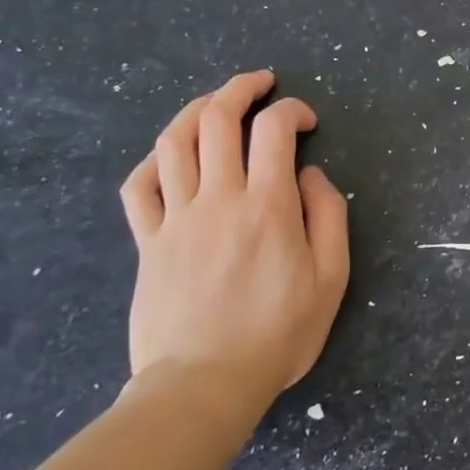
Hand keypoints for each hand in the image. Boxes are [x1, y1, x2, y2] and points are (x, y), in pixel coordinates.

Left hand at [119, 70, 349, 409]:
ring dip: (197, 110)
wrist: (203, 386)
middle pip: (218, 119)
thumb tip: (311, 175)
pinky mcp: (148, 242)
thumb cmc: (277, 335)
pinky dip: (154, 161)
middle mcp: (218, 198)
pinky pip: (138, 187)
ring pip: (174, 141)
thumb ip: (328, 217)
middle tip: (261, 83)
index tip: (306, 122)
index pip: (274, 130)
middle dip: (241, 89)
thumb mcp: (331, 279)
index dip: (292, 110)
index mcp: (267, 206)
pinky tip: (171, 157)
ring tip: (217, 103)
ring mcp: (176, 218)